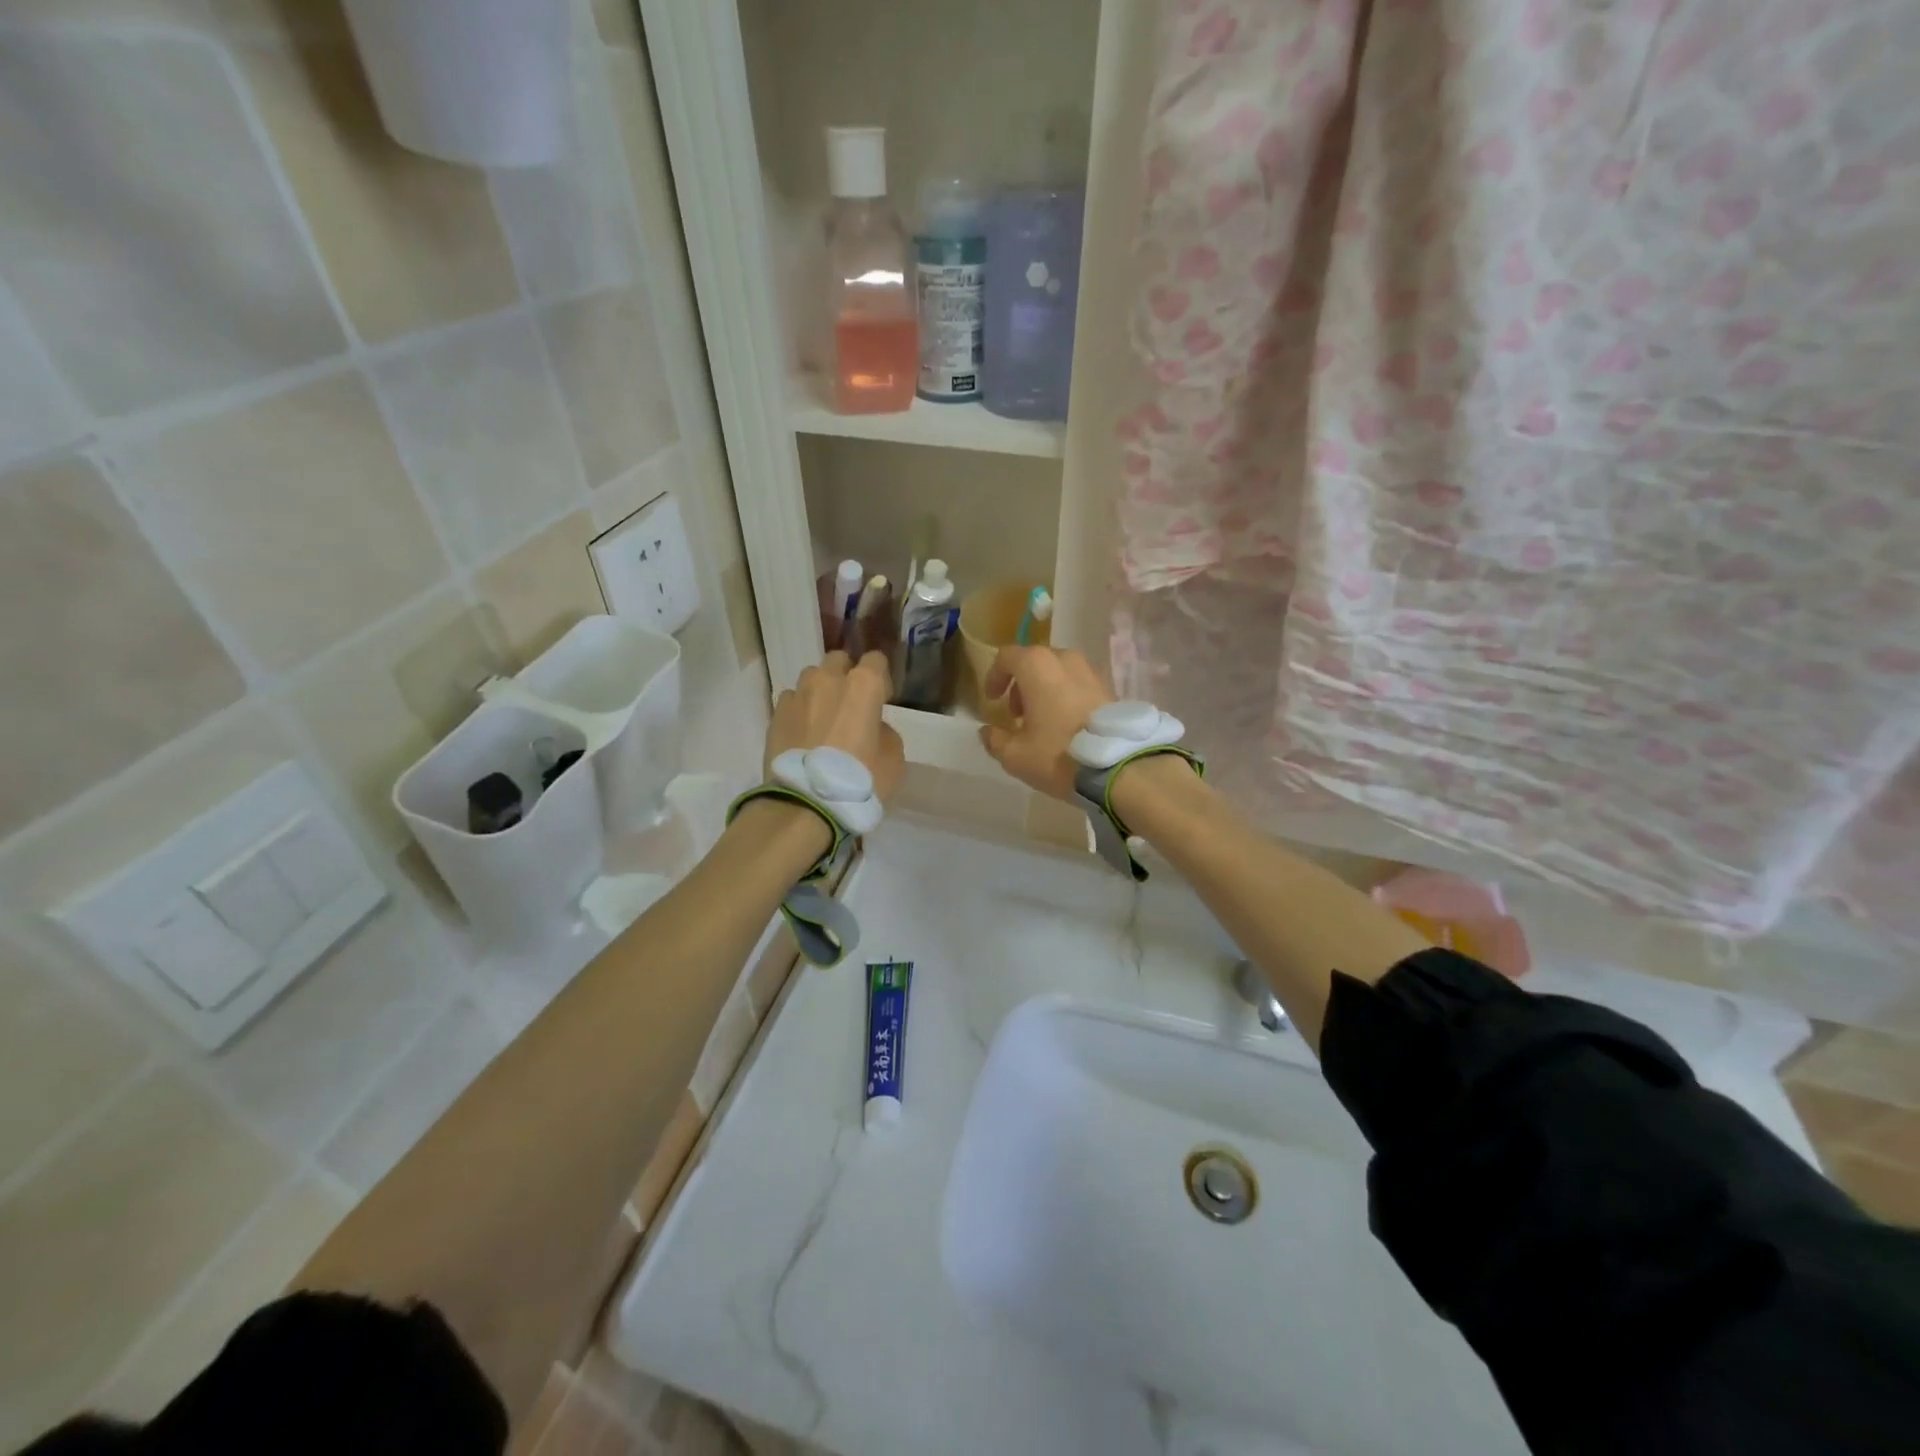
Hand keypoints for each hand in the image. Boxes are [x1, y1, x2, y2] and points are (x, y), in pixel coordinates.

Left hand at [766, 650, 904, 802]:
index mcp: (863, 685)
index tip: (882, 700)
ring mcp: (798, 695)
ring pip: (811, 679)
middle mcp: (828, 679)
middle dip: (846, 676)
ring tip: (822, 720)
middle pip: (838, 661)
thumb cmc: (860, 780)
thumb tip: (871, 726)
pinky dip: (799, 711)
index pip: (875, 660)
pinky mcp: (775, 714)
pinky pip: (791, 701)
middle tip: (850, 705)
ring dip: (819, 692)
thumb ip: (884, 731)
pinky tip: (803, 734)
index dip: (880, 679)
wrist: (806, 804)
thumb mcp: (893, 758)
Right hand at [977, 646, 1113, 800]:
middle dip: (1021, 685)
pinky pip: (1078, 684)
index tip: (991, 700)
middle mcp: (1065, 658)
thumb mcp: (1015, 755)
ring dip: (1044, 690)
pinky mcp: (1109, 687)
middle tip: (1016, 714)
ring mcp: (1091, 671)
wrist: (1118, 766)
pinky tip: (1066, 725)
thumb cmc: (1058, 754)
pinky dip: (1066, 696)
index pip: (1007, 657)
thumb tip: (988, 732)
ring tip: (1042, 721)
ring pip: (1058, 672)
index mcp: (1037, 666)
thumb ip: (995, 739)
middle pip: (1034, 662)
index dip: (994, 676)